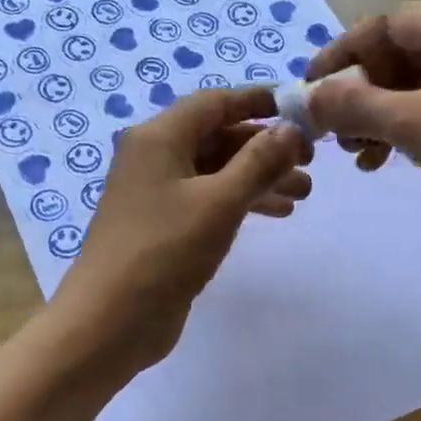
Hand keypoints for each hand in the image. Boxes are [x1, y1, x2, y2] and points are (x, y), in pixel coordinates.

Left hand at [54, 87, 311, 372]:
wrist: (110, 320)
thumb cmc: (164, 251)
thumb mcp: (219, 202)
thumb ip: (259, 162)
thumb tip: (292, 129)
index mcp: (159, 138)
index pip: (214, 102)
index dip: (258, 100)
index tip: (301, 110)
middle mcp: (154, 157)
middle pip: (217, 137)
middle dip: (265, 147)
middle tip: (310, 163)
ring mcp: (156, 194)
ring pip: (216, 171)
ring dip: (258, 177)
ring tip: (303, 194)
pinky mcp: (163, 226)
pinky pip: (208, 200)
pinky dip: (241, 201)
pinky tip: (276, 213)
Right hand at [307, 3, 420, 287]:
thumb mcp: (418, 123)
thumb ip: (356, 105)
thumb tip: (306, 98)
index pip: (393, 22)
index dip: (346, 50)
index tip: (310, 84)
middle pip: (401, 54)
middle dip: (361, 89)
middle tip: (329, 125)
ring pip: (412, 88)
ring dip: (374, 115)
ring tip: (349, 149)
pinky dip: (398, 133)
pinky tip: (376, 162)